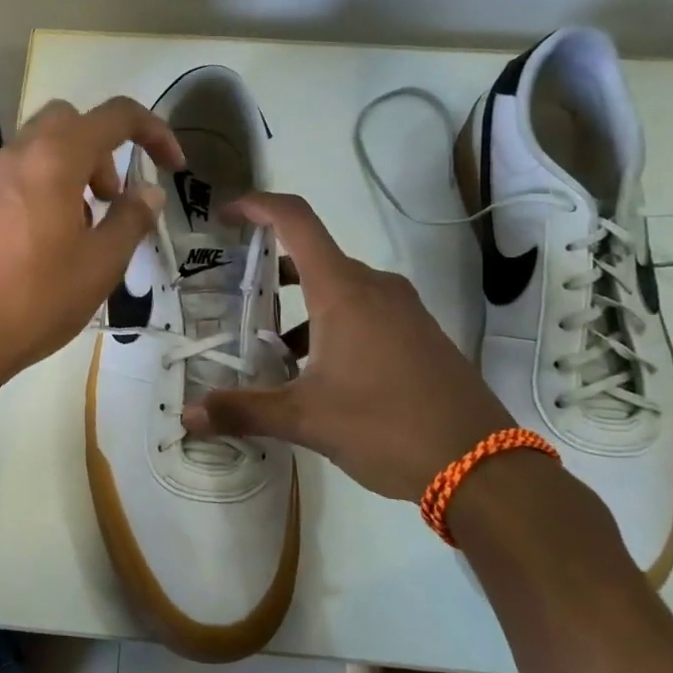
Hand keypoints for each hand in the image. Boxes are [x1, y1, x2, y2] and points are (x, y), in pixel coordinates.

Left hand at [0, 97, 183, 390]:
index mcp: (55, 159)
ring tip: (86, 227)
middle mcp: (19, 155)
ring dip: (76, 168)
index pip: (115, 116)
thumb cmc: (40, 298)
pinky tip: (52, 241)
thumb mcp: (102, 262)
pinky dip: (48, 186)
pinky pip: (21, 174)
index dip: (155, 131)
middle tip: (113, 198)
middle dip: (104, 148)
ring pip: (43, 147)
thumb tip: (148, 192)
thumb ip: (132, 218)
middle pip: (71, 121)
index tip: (174, 168)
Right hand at [184, 192, 514, 498]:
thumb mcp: (307, 420)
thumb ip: (244, 411)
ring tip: (271, 344)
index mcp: (343, 291)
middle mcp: (374, 287)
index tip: (224, 217)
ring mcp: (402, 309)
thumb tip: (189, 415)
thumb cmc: (386, 426)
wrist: (482, 465)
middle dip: (271, 269)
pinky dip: (331, 321)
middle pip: (313, 254)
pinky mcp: (418, 333)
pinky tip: (318, 370)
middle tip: (236, 296)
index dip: (256, 207)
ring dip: (301, 303)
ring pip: (338, 286)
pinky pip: (364, 309)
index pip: (295, 220)